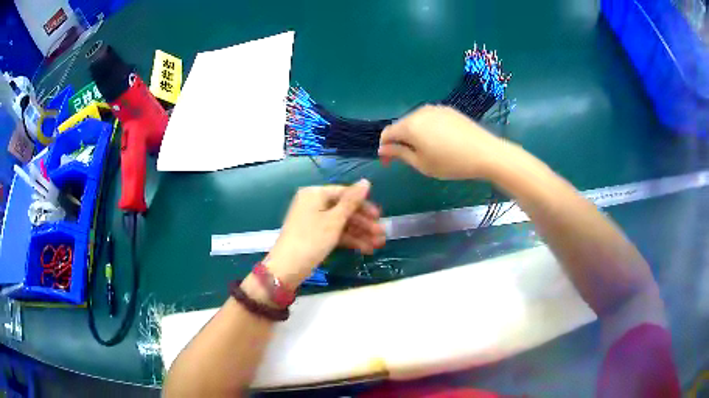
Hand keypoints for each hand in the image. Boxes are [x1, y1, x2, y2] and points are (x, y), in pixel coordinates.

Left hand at [267, 179, 385, 286]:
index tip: (379, 216)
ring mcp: (313, 221)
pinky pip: (335, 233)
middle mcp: (313, 204)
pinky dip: (349, 240)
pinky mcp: (314, 236)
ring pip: (341, 223)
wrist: (287, 268)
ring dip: (360, 233)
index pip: (344, 193)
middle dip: (364, 223)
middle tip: (382, 234)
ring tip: (378, 245)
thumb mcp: (334, 220)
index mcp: (315, 194)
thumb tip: (366, 181)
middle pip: (344, 209)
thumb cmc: (311, 239)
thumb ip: (352, 201)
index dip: (363, 204)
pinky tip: (366, 249)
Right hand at [378, 105, 506, 179]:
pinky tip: (440, 141)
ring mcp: (435, 109)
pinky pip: (430, 119)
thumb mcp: (422, 164)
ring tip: (426, 151)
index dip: (385, 148)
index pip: (387, 133)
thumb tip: (383, 149)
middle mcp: (419, 112)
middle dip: (400, 141)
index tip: (389, 163)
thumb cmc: (451, 162)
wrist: (485, 152)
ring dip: (414, 135)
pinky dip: (428, 129)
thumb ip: (399, 154)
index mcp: (410, 125)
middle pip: (402, 126)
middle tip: (409, 159)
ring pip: (416, 121)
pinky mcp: (448, 110)